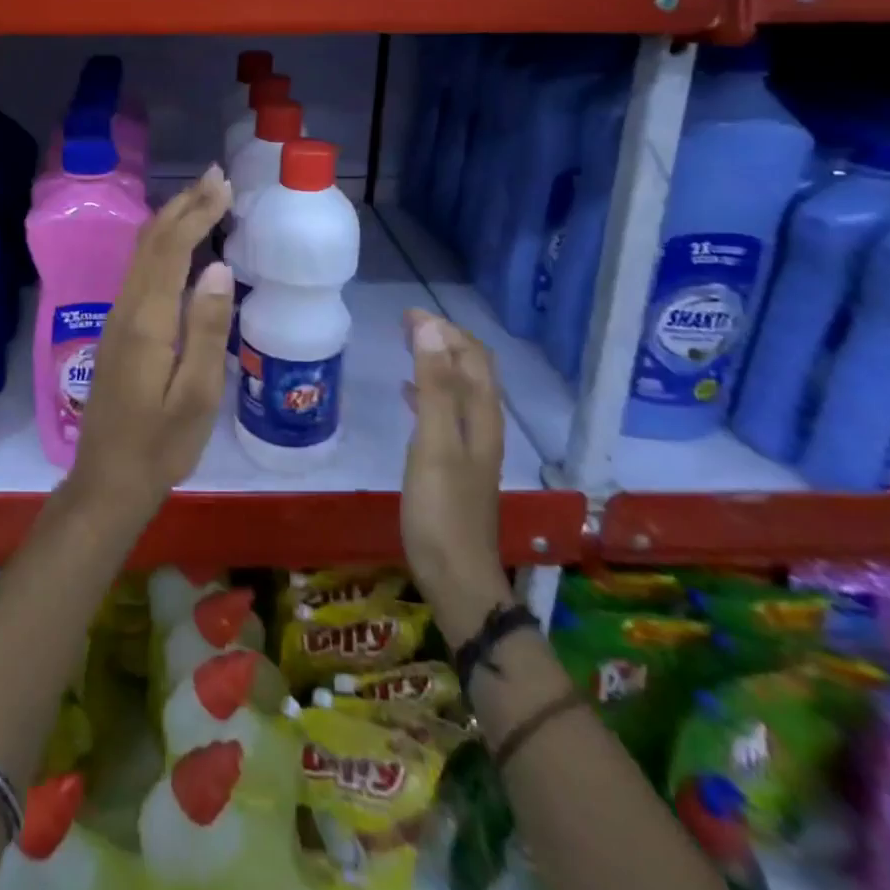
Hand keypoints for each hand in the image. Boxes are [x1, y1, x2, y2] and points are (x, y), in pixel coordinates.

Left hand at [68, 167, 235, 520]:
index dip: (197, 213)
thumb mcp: (196, 396)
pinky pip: (139, 270)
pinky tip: (178, 245)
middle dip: (184, 205)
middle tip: (216, 177)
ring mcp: (117, 318)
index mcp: (147, 322)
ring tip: (201, 197)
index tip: (224, 187)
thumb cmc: (160, 446)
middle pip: (152, 242)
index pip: (172, 250)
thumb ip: (205, 329)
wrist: (107, 481)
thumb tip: (216, 268)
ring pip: (142, 253)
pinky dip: (162, 245)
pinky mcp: (117, 330)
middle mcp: (126, 309)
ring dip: (171, 220)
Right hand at [401, 309, 513, 644]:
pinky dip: (428, 391)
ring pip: (458, 389)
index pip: (472, 357)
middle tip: (406, 324)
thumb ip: (434, 385)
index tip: (409, 314)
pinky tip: (407, 393)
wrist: (456, 576)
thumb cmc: (441, 508)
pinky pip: (445, 412)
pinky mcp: (454, 464)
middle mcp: (483, 426)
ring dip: (436, 362)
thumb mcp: (434, 442)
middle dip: (444, 340)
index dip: (446, 330)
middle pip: (471, 370)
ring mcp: (470, 447)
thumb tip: (431, 328)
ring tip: (406, 346)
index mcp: (482, 416)